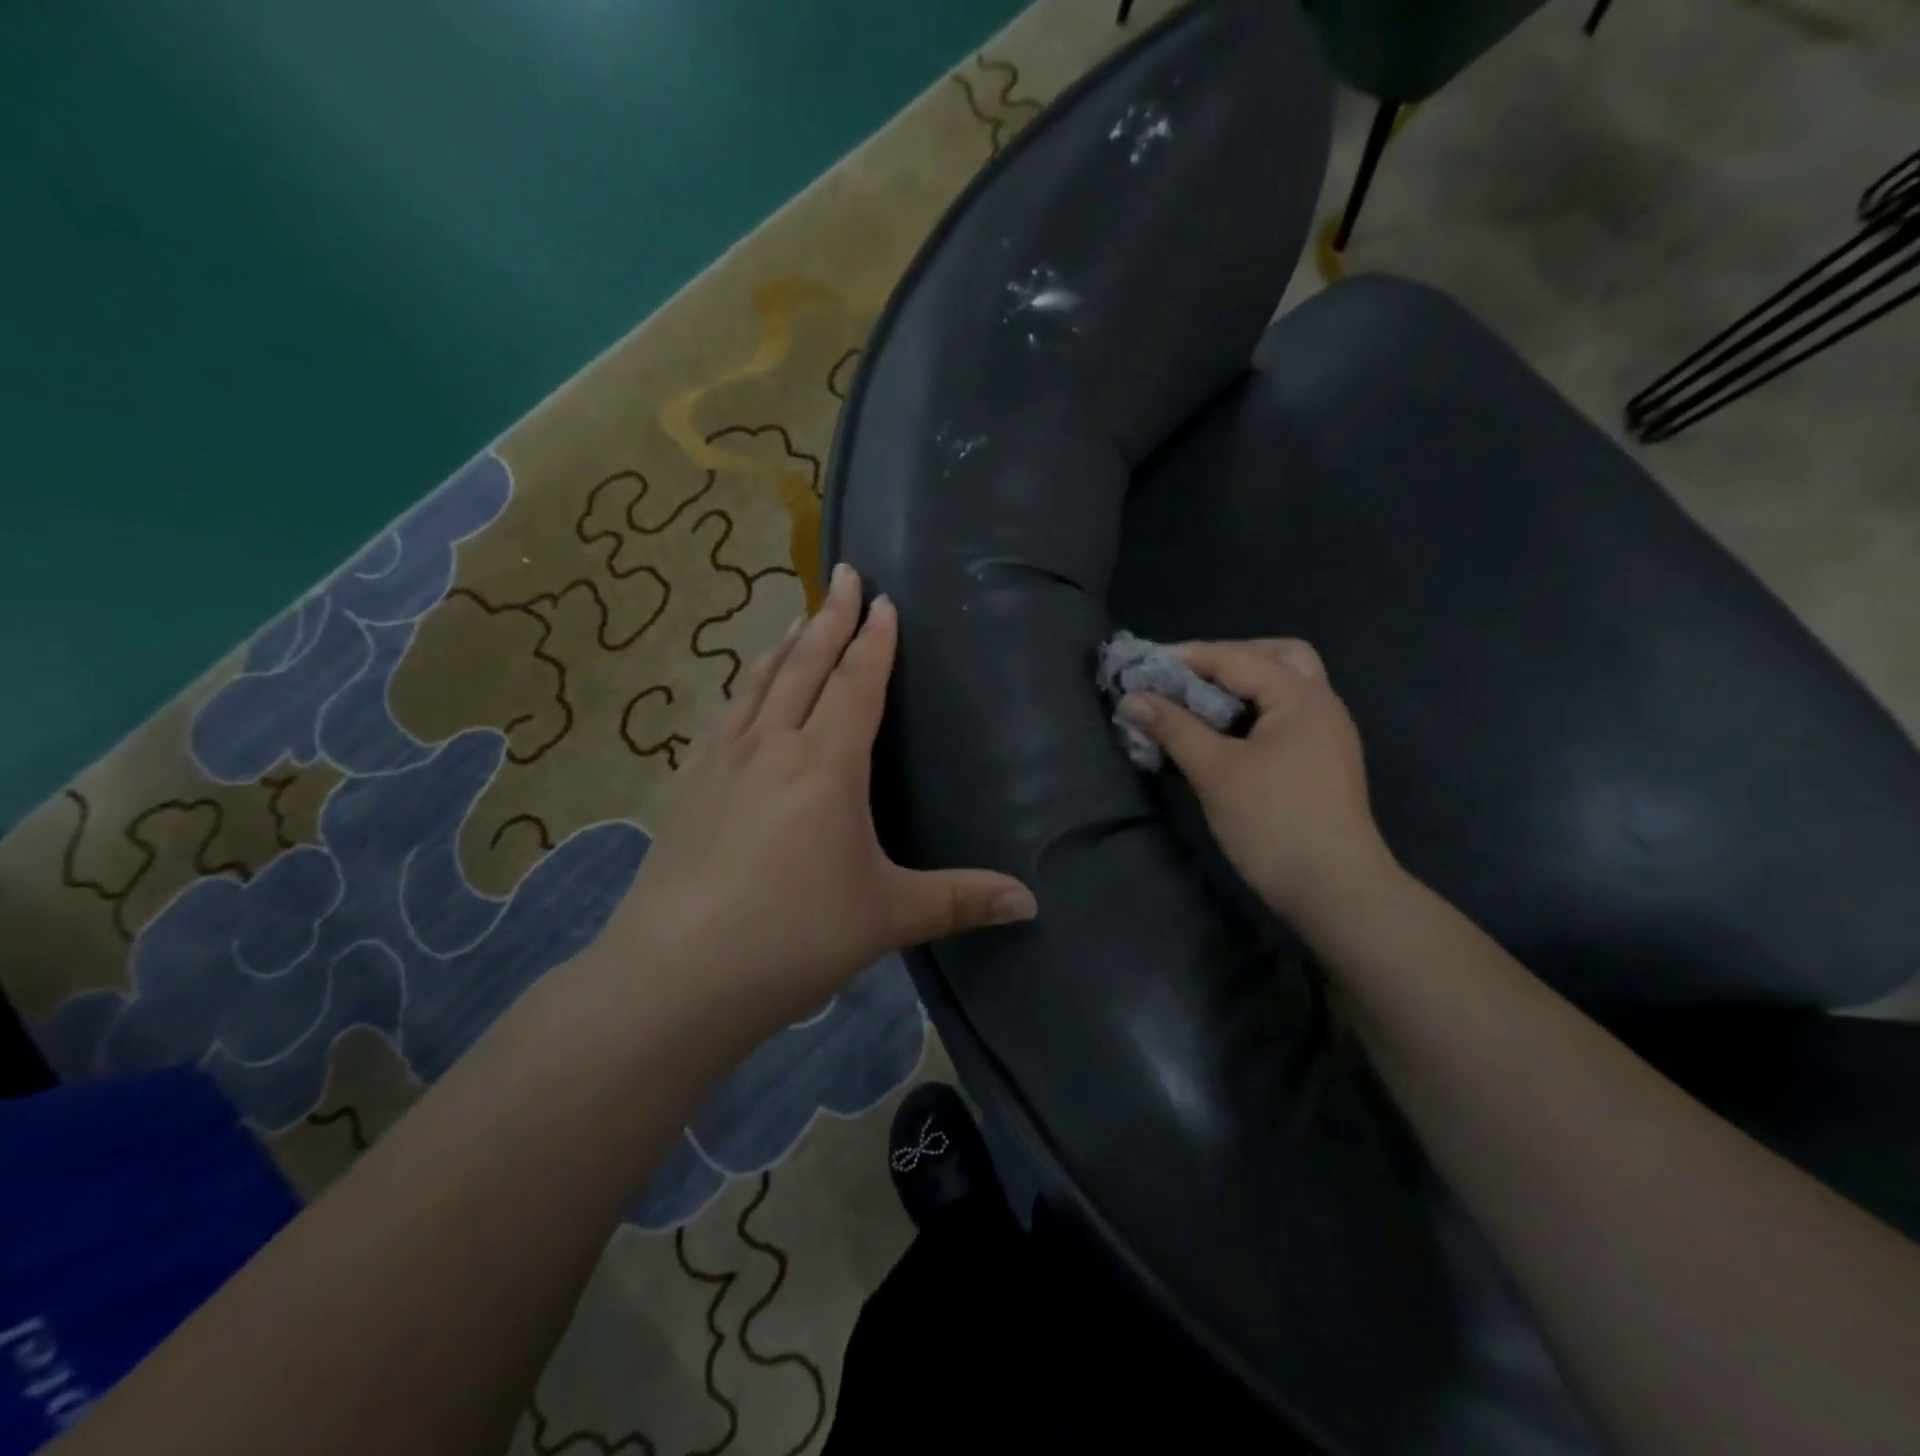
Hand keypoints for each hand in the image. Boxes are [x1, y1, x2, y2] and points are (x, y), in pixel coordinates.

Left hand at [613, 563, 1037, 1041]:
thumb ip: (960, 901)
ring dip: (784, 644)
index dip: (874, 639)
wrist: (678, 974)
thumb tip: (1031, 902)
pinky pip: (724, 715)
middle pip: (806, 664)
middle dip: (830, 616)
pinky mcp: (688, 784)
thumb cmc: (793, 937)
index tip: (882, 600)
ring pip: (759, 682)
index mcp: (826, 764)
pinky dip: (744, 687)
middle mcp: (772, 745)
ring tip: (798, 618)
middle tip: (844, 574)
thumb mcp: (887, 916)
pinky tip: (742, 694)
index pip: (857, 682)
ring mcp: (722, 761)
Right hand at [1118, 639, 1394, 921]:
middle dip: (1227, 660)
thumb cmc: (1273, 823)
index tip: (1143, 666)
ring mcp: (1326, 734)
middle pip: (1276, 657)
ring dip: (1241, 688)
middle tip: (1187, 679)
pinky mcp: (1320, 762)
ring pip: (1283, 688)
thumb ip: (1173, 728)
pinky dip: (1251, 714)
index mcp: (1300, 696)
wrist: (1335, 891)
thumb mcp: (1215, 771)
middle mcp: (1320, 704)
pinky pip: (1283, 717)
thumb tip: (1131, 699)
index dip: (1185, 658)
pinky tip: (1222, 738)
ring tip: (1198, 707)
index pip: (1236, 658)